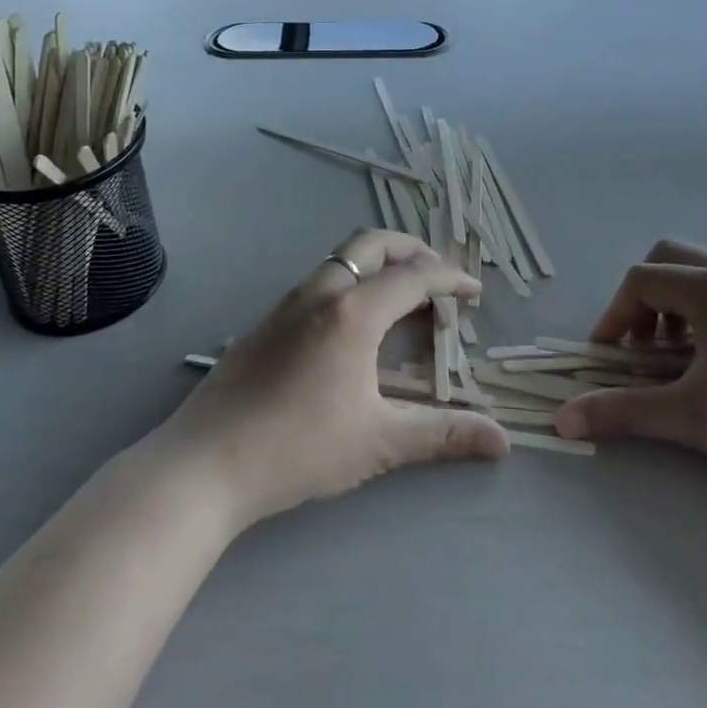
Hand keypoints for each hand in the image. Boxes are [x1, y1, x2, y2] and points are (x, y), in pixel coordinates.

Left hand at [155, 230, 510, 531]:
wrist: (204, 464)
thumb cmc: (298, 449)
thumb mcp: (379, 442)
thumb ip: (443, 434)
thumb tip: (502, 441)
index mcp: (354, 311)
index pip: (416, 275)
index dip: (452, 278)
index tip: (476, 293)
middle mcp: (322, 291)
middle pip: (373, 243)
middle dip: (413, 249)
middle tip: (438, 276)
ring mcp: (288, 301)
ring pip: (342, 257)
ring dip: (378, 263)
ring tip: (401, 297)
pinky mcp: (267, 319)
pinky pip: (320, 279)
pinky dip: (352, 280)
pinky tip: (354, 326)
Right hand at [553, 240, 706, 540]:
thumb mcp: (689, 417)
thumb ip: (621, 411)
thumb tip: (562, 420)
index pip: (641, 280)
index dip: (613, 315)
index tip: (607, 356)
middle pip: (669, 259)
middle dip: (643, 298)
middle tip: (641, 345)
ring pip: (702, 272)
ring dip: (675, 303)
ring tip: (677, 354)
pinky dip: (706, 309)